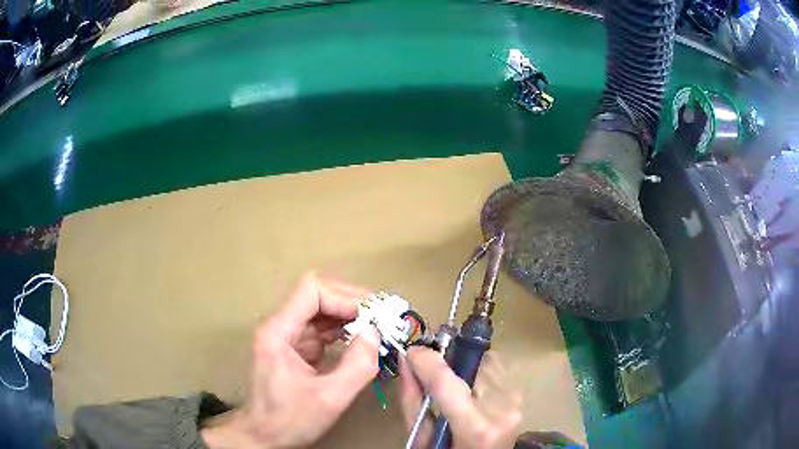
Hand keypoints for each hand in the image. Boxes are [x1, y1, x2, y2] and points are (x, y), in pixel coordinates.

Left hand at [202, 273, 380, 448]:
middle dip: (352, 303)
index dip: (344, 297)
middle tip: (383, 315)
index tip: (372, 315)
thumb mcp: (329, 398)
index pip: (312, 291)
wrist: (265, 436)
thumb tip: (375, 333)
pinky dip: (345, 331)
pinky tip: (364, 340)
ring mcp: (289, 337)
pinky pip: (324, 330)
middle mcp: (281, 326)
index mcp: (278, 331)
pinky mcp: (297, 349)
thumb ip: (357, 366)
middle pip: (318, 296)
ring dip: (351, 316)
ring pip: (323, 311)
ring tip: (380, 325)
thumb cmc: (290, 419)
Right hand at [400, 348, 522, 448]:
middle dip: (449, 362)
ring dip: (466, 366)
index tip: (412, 352)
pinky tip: (472, 389)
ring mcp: (516, 401)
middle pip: (471, 363)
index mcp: (476, 428)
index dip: (427, 361)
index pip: (447, 382)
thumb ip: (412, 400)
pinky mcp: (522, 395)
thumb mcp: (422, 439)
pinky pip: (498, 367)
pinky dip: (480, 372)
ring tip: (455, 386)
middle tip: (432, 373)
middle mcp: (502, 409)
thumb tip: (407, 360)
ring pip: (487, 359)